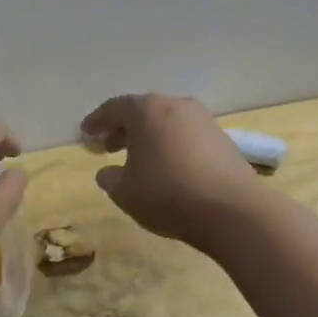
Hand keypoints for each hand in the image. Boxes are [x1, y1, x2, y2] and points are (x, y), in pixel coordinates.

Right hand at [81, 93, 260, 248]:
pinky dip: (170, 145)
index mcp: (146, 110)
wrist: (232, 210)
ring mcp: (203, 121)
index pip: (114, 108)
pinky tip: (166, 167)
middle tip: (107, 147)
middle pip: (142, 111)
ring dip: (148, 137)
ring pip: (166, 122)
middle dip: (122, 128)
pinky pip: (185, 136)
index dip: (96, 121)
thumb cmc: (167, 194)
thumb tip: (107, 172)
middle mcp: (176, 105)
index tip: (85, 134)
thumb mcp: (125, 192)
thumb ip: (110, 179)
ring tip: (137, 159)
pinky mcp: (222, 139)